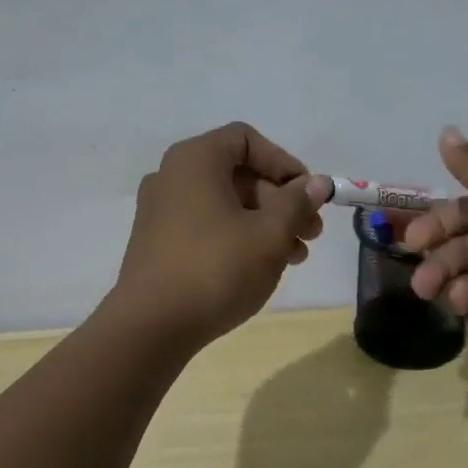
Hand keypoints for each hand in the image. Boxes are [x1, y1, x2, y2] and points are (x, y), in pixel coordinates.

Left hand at [113, 122, 332, 347]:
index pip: (246, 139)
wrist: (150, 328)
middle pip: (238, 173)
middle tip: (311, 232)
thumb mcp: (269, 234)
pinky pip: (207, 226)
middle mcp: (173, 177)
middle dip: (281, 200)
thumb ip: (297, 203)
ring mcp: (161, 211)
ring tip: (296, 256)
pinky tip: (263, 267)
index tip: (307, 194)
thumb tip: (318, 183)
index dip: (283, 162)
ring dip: (266, 223)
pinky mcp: (158, 243)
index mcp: (195, 160)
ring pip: (225, 204)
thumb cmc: (216, 269)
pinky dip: (238, 237)